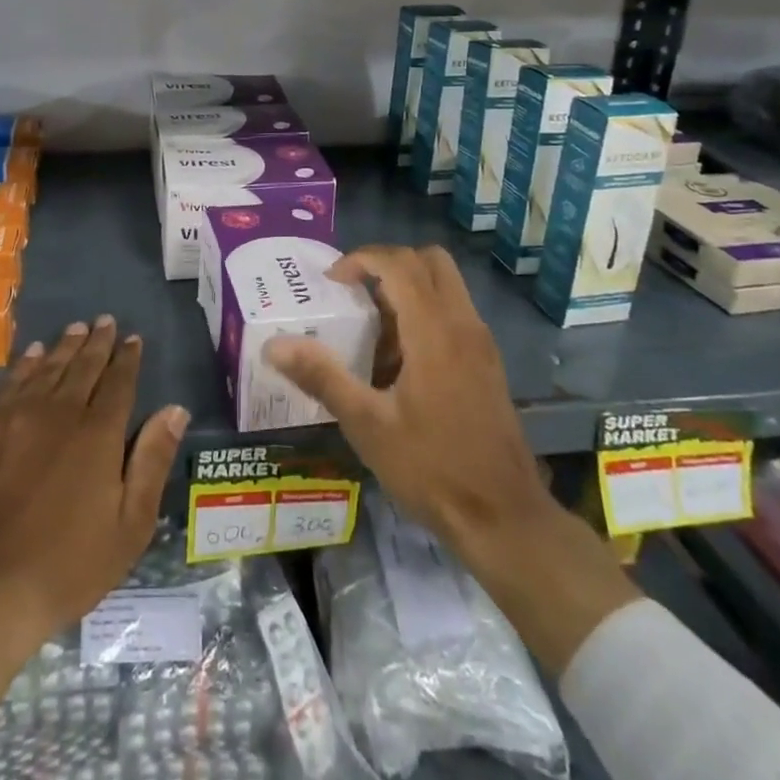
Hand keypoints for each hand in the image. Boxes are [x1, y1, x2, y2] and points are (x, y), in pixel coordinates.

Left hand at [0, 318, 188, 720]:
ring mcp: (17, 416)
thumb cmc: (69, 565)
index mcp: (99, 433)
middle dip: (98, 342)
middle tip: (105, 321)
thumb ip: (153, 460)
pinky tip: (32, 353)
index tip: (133, 338)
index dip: (127, 358)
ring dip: (65, 345)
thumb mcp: (130, 525)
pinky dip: (25, 363)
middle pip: (83, 366)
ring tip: (76, 328)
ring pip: (47, 367)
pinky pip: (10, 382)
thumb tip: (176, 409)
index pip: (118, 382)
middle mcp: (60, 411)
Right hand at [262, 245, 555, 555]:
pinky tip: (400, 363)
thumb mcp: (367, 425)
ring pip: (446, 285)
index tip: (331, 282)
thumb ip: (321, 377)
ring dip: (408, 288)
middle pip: (430, 261)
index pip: (399, 263)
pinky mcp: (488, 363)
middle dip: (388, 264)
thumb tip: (274, 345)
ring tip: (372, 330)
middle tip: (355, 292)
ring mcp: (481, 343)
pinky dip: (425, 313)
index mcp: (434, 331)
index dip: (361, 260)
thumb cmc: (432, 469)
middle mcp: (464, 325)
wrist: (505, 520)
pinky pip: (454, 312)